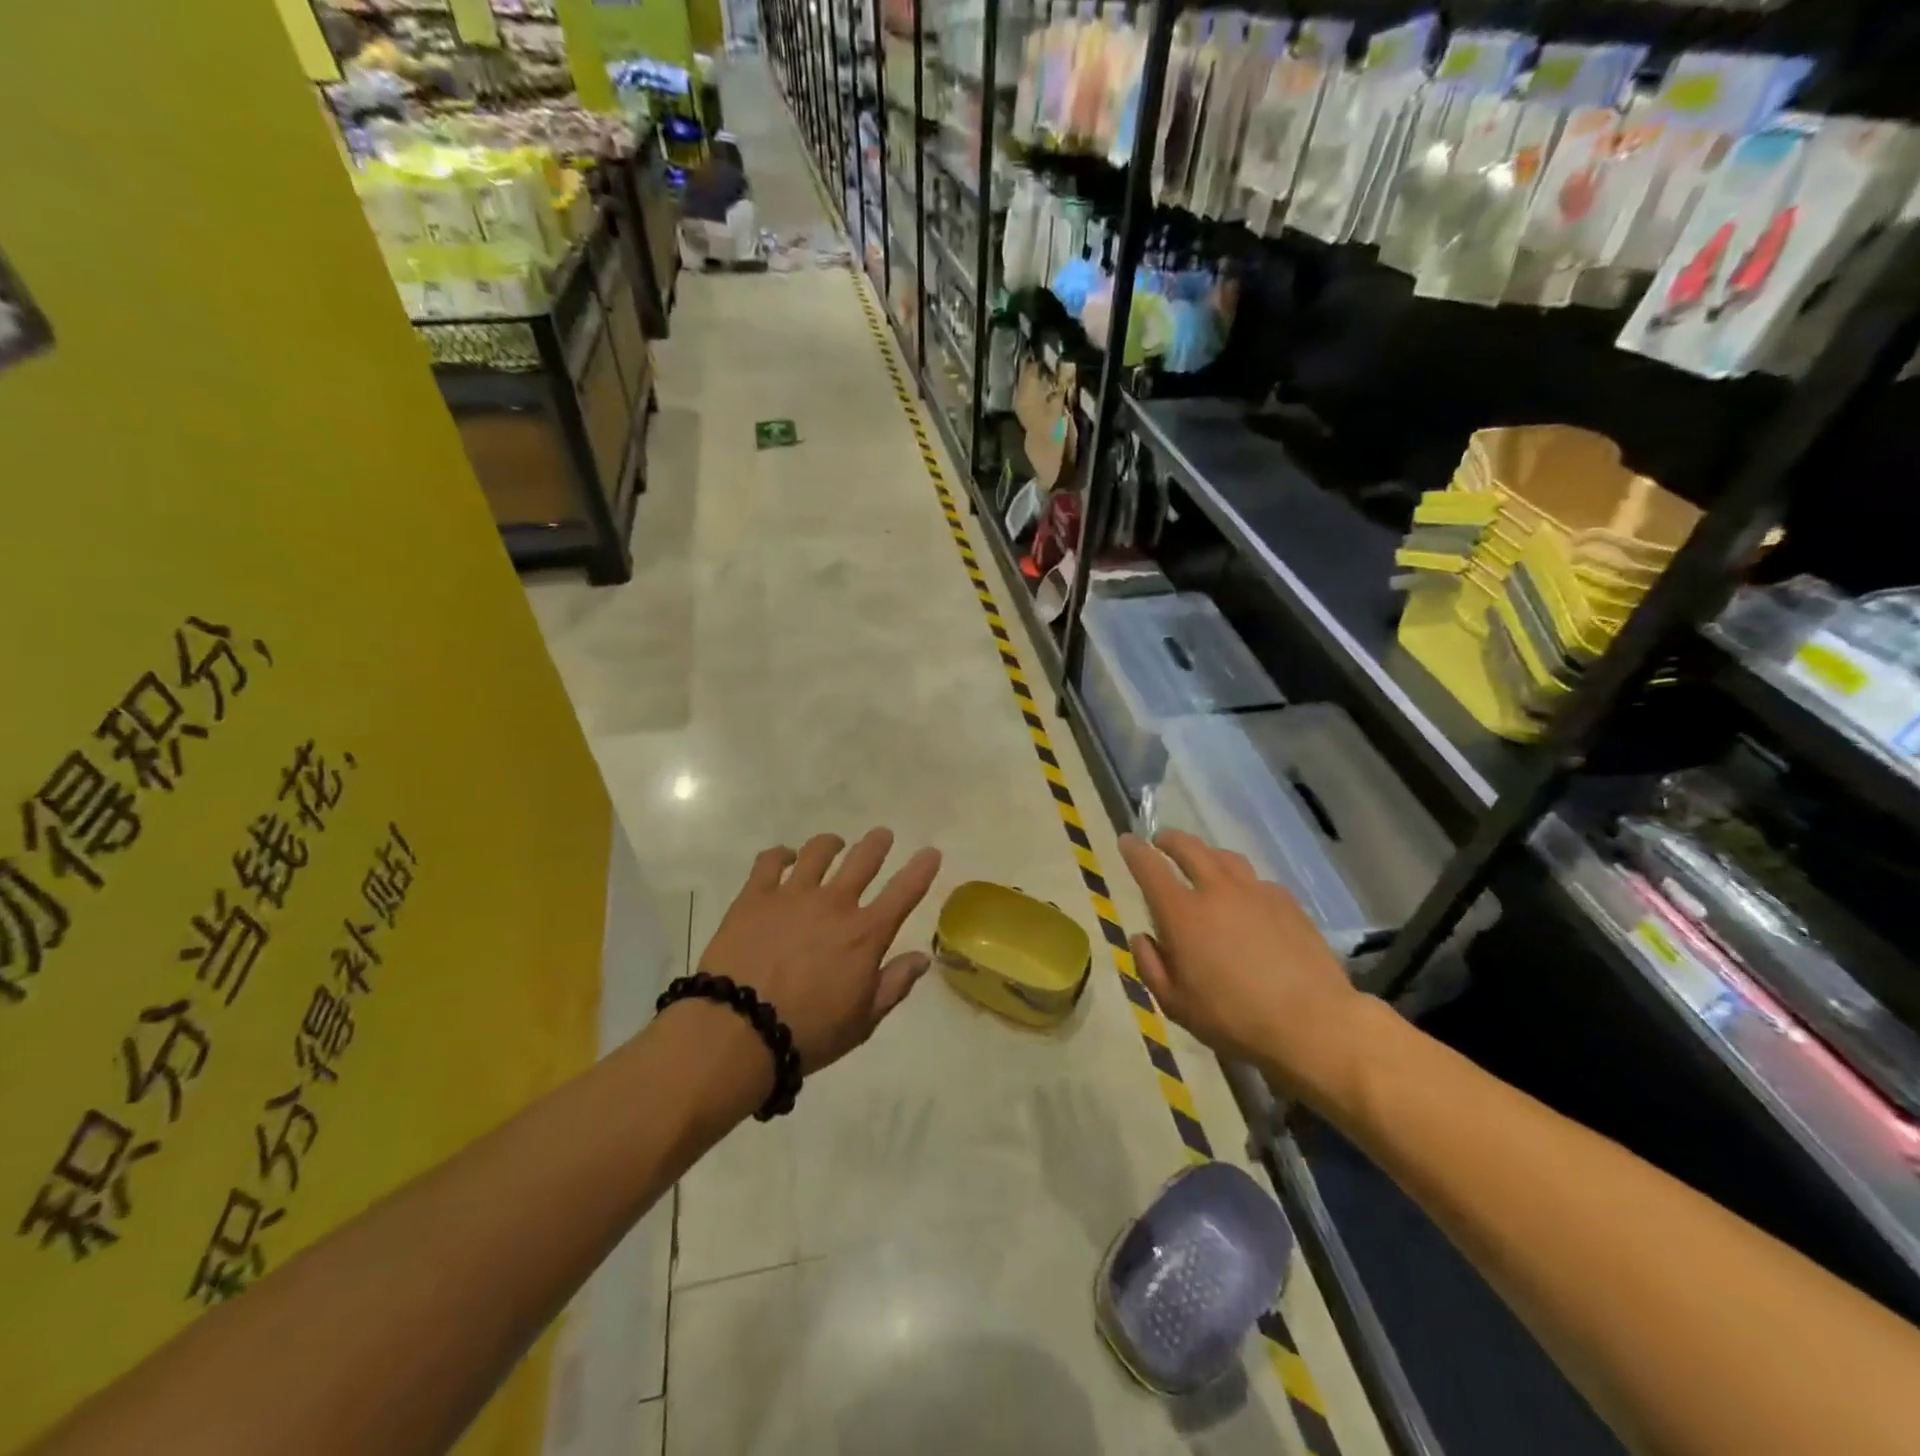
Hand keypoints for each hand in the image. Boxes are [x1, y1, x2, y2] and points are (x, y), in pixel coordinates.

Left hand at [699, 828, 942, 1075]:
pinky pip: (770, 861)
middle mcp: (834, 904)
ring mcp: (793, 895)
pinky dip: (781, 854)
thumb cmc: (808, 1033)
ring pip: (818, 851)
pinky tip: (785, 858)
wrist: (738, 1031)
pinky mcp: (755, 896)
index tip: (930, 852)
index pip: (904, 892)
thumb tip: (921, 958)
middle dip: (877, 843)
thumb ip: (893, 985)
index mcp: (865, 934)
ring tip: (834, 844)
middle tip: (882, 836)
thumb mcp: (862, 1021)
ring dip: (832, 844)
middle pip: (863, 859)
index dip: (921, 869)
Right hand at [1120, 830, 1365, 1098]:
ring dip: (1206, 854)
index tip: (1126, 840)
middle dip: (1170, 840)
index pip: (1150, 868)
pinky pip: (1256, 880)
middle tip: (1162, 841)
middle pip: (1189, 848)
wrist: (1312, 1023)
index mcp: (1182, 913)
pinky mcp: (1287, 902)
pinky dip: (1241, 881)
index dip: (1134, 850)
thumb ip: (1151, 966)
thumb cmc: (1234, 1019)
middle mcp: (1216, 891)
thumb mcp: (1176, 1004)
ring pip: (1225, 857)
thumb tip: (1142, 937)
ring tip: (1203, 862)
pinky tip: (1246, 899)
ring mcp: (1256, 892)